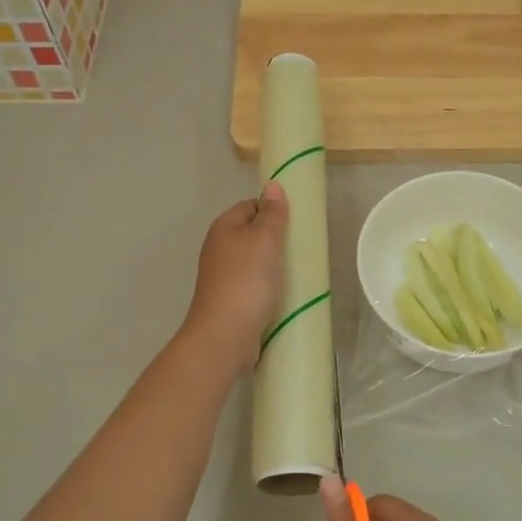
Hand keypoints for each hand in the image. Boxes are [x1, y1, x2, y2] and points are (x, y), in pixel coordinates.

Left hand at [182, 183, 288, 372]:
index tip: (297, 222)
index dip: (273, 209)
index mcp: (224, 227)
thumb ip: (272, 213)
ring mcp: (223, 276)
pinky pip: (253, 284)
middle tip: (302, 247)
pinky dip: (268, 286)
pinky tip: (284, 294)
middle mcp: (219, 248)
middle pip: (252, 233)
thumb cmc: (246, 281)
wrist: (225, 334)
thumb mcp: (264, 240)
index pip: (250, 205)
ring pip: (253, 261)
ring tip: (298, 271)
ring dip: (274, 265)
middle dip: (276, 239)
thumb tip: (273, 185)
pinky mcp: (230, 300)